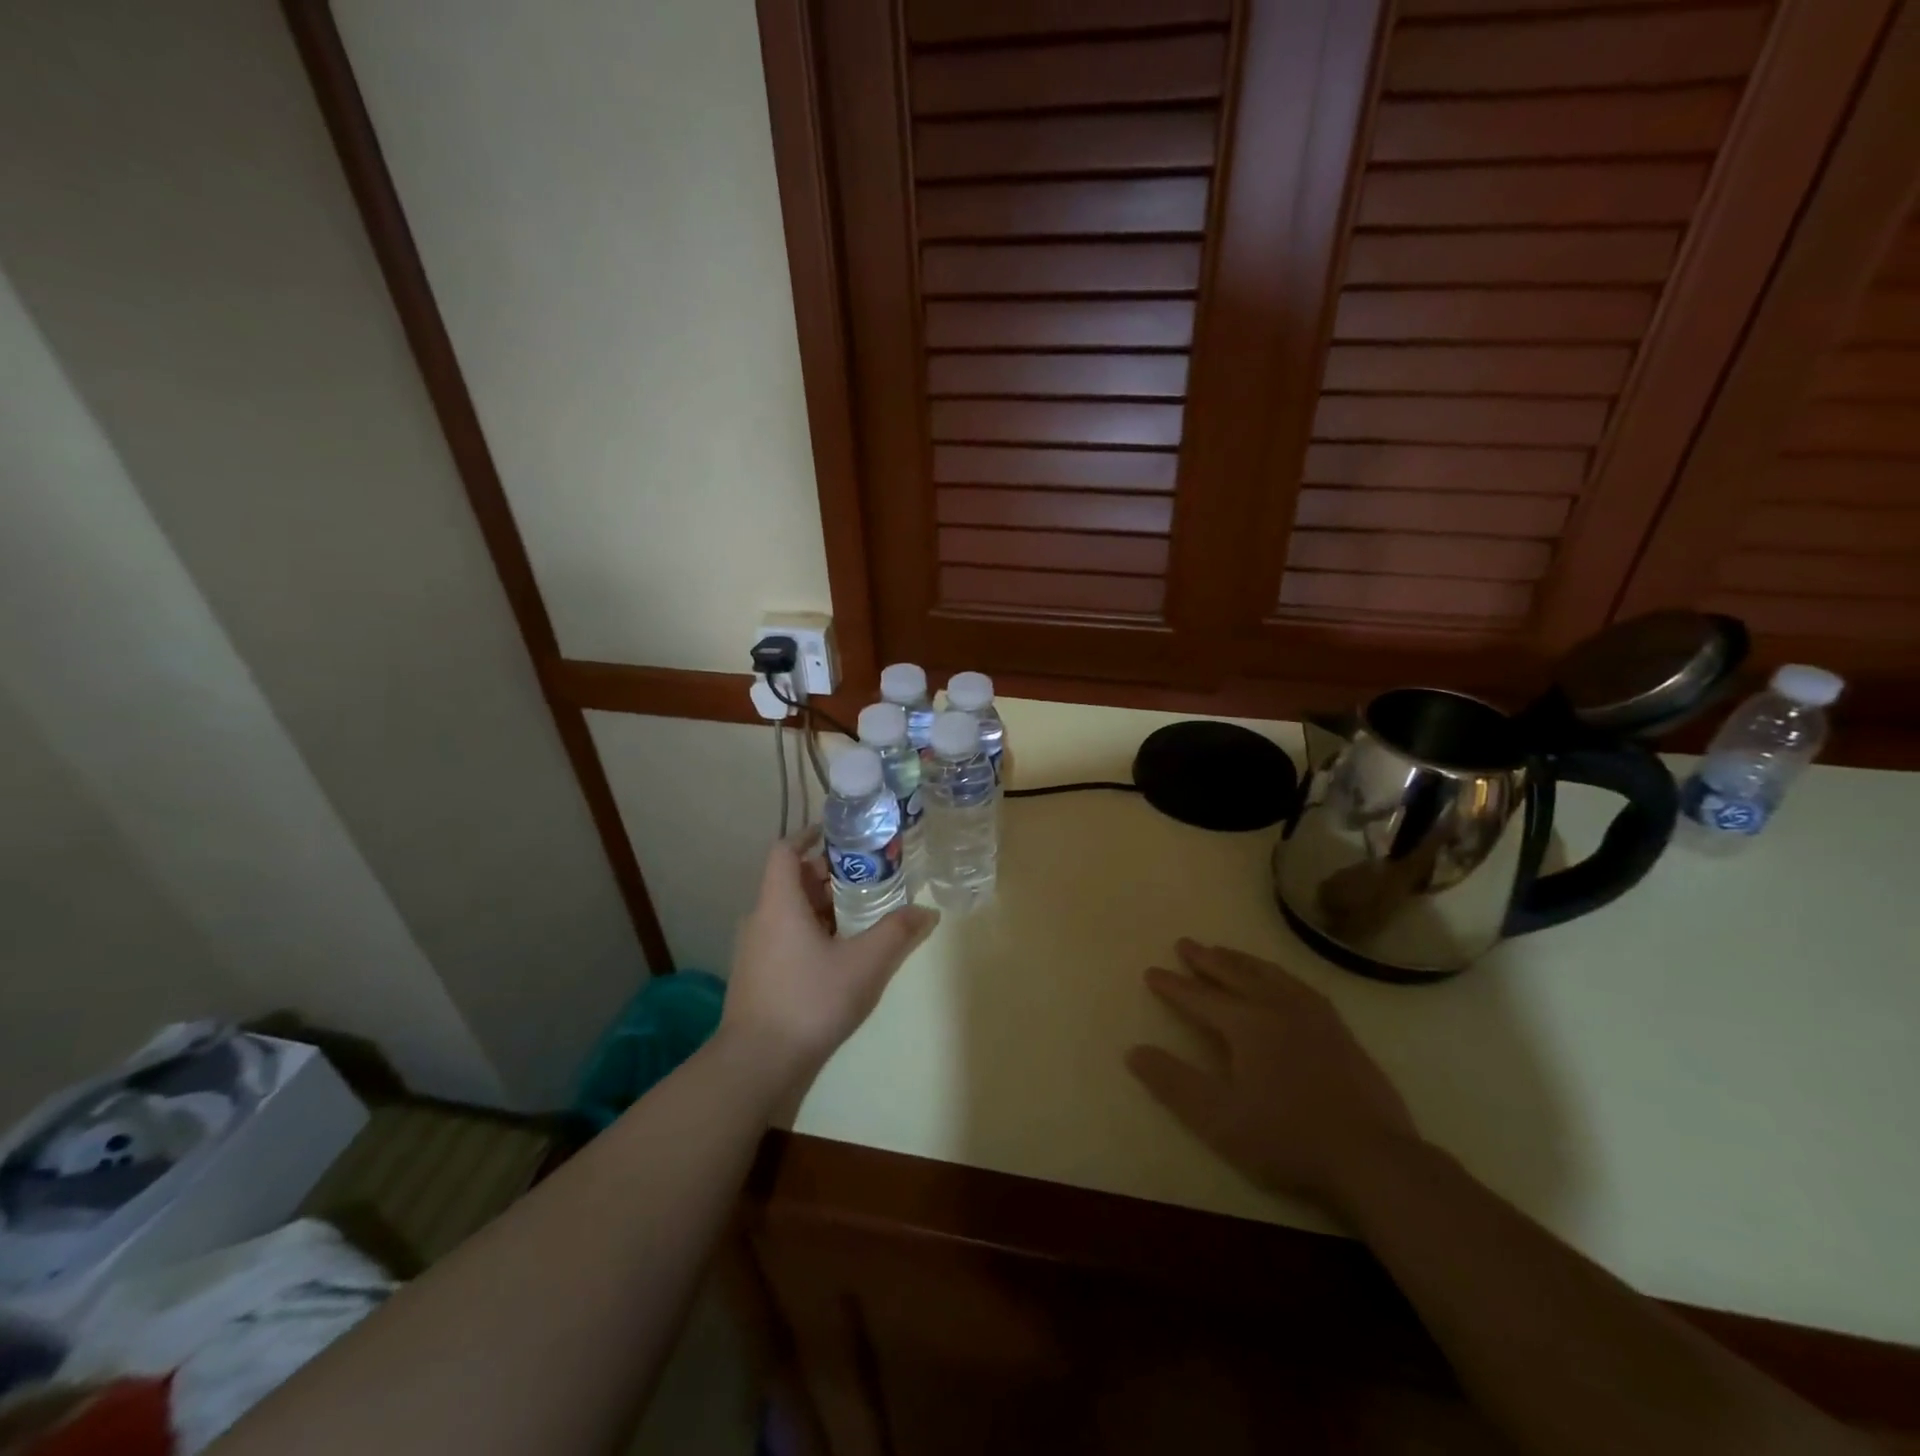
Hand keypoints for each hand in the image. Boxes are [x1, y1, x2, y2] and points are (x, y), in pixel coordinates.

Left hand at [718, 834, 937, 1096]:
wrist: (757, 1063)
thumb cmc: (810, 1000)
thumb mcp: (864, 964)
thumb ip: (897, 933)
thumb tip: (927, 911)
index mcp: (779, 903)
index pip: (786, 851)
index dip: (809, 836)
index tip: (838, 834)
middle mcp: (760, 919)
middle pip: (792, 881)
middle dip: (828, 874)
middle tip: (866, 875)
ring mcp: (754, 949)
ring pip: (789, 911)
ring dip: (821, 905)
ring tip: (860, 912)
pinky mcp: (756, 976)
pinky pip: (784, 936)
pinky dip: (811, 931)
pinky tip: (838, 952)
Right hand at [1126, 941, 1417, 1215]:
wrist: (1373, 1159)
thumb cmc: (1288, 1139)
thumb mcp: (1218, 1119)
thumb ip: (1173, 1083)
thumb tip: (1134, 1051)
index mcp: (1247, 1023)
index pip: (1199, 997)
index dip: (1173, 986)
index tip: (1151, 972)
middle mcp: (1278, 1007)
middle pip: (1235, 974)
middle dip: (1206, 959)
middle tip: (1186, 943)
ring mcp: (1313, 1016)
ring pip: (1269, 974)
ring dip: (1241, 961)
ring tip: (1225, 951)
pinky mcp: (1339, 1030)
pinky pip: (1299, 986)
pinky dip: (1278, 974)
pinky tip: (1280, 980)